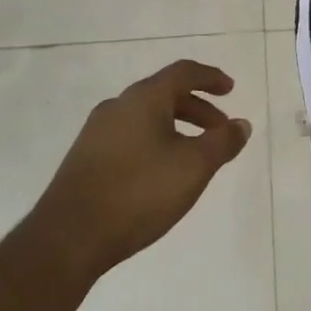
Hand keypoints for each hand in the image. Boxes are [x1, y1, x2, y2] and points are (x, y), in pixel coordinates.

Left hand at [33, 60, 251, 282]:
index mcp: (144, 98)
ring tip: (194, 155)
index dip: (210, 78)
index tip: (230, 90)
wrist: (68, 238)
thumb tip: (242, 124)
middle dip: (197, 108)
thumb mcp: (193, 167)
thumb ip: (222, 142)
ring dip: (176, 127)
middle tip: (220, 130)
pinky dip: (155, 141)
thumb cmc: (139, 193)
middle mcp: (118, 106)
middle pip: (164, 94)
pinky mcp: (85, 158)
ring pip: (146, 117)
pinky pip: (129, 136)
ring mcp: (96, 132)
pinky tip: (160, 172)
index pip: (183, 73)